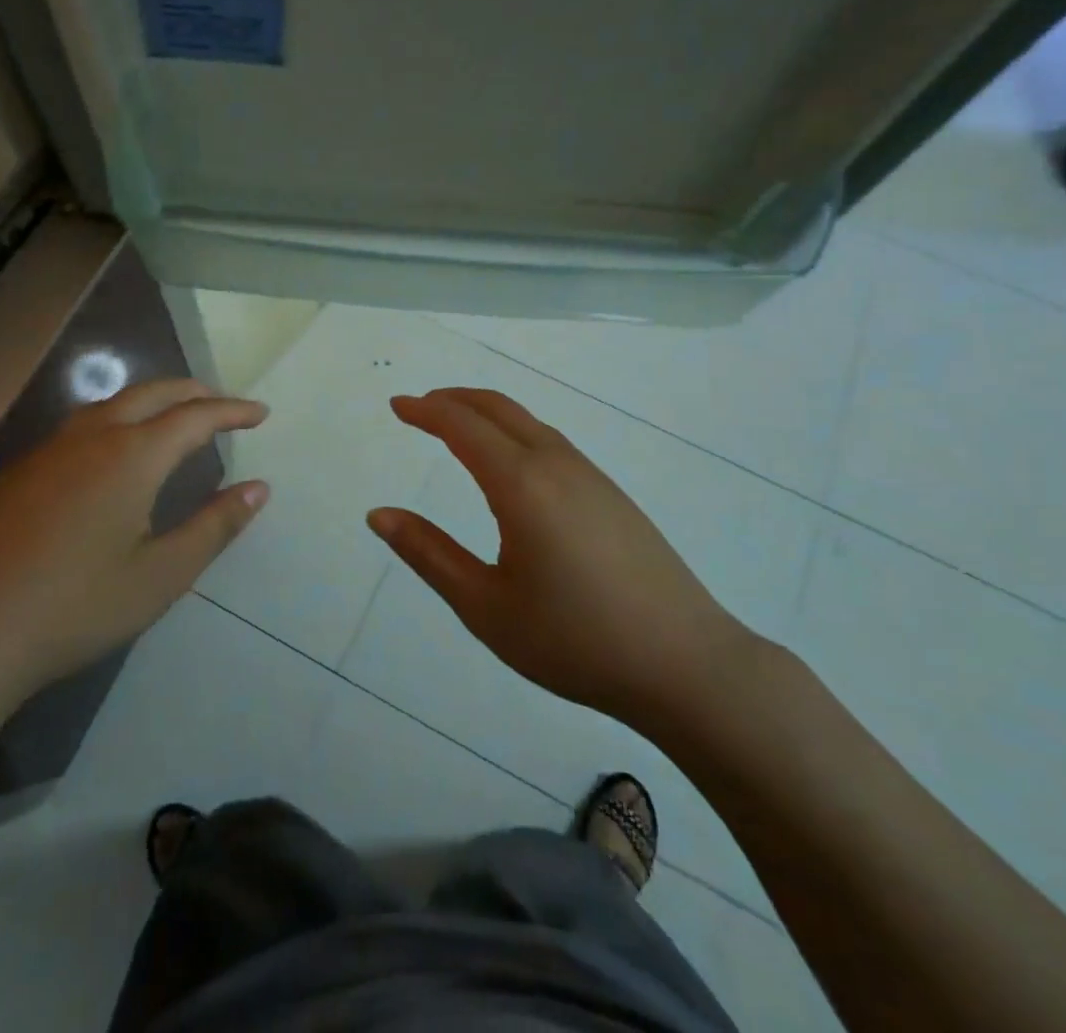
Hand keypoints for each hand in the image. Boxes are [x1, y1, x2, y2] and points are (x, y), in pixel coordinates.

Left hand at [0, 379, 268, 731]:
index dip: (232, 411)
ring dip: (151, 402)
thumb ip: (214, 526)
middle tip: (222, 405)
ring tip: (173, 419)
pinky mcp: (18, 472)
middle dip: (193, 393)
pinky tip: (111, 454)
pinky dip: (116, 420)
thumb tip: (258, 488)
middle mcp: (91, 437)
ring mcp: (48, 451)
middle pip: (152, 394)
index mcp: (132, 455)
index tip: (260, 413)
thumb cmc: (75, 607)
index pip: (195, 416)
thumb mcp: (161, 575)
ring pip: (111, 404)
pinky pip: (80, 426)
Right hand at [366, 388, 759, 734]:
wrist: (686, 665)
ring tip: (457, 427)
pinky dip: (514, 431)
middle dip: (454, 399)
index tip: (397, 405)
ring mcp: (591, 476)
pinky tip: (511, 463)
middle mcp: (556, 464)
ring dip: (486, 413)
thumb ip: (428, 554)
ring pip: (528, 422)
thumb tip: (378, 515)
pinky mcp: (612, 495)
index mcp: (521, 484)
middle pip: (498, 409)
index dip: (425, 411)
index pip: (462, 426)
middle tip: (420, 407)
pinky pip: (551, 442)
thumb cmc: (575, 640)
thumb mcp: (486, 606)